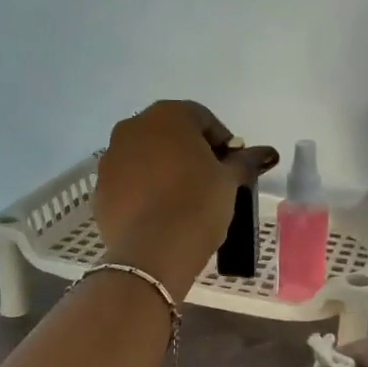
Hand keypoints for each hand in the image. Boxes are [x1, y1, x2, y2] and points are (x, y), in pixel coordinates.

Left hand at [94, 100, 277, 294]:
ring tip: (184, 199)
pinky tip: (161, 213)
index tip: (232, 168)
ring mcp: (111, 158)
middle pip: (170, 134)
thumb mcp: (229, 181)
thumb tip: (268, 153)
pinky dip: (144, 190)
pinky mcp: (100, 189)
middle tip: (210, 181)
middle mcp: (133, 127)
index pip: (203, 119)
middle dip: (191, 152)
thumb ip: (245, 161)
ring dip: (165, 170)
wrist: (153, 251)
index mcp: (168, 115)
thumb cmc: (198, 203)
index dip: (222, 142)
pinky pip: (129, 182)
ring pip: (146, 157)